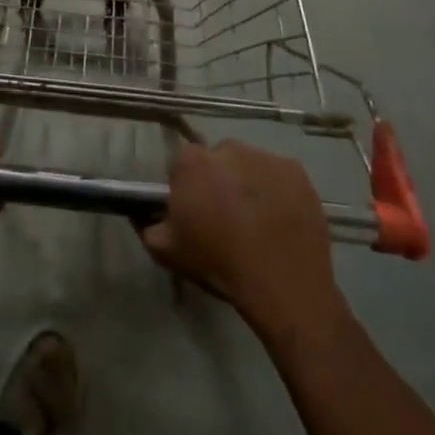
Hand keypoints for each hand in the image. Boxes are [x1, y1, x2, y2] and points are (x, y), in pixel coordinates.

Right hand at [139, 141, 345, 345]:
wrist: (283, 286)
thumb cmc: (218, 264)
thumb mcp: (166, 252)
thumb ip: (145, 224)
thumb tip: (138, 211)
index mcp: (192, 162)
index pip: (182, 164)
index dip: (187, 187)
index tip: (194, 211)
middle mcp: (228, 148)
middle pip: (217, 159)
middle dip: (218, 180)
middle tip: (225, 216)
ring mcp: (265, 157)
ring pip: (248, 164)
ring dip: (247, 182)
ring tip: (255, 219)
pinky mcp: (296, 171)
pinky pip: (278, 174)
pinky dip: (276, 189)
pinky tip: (278, 218)